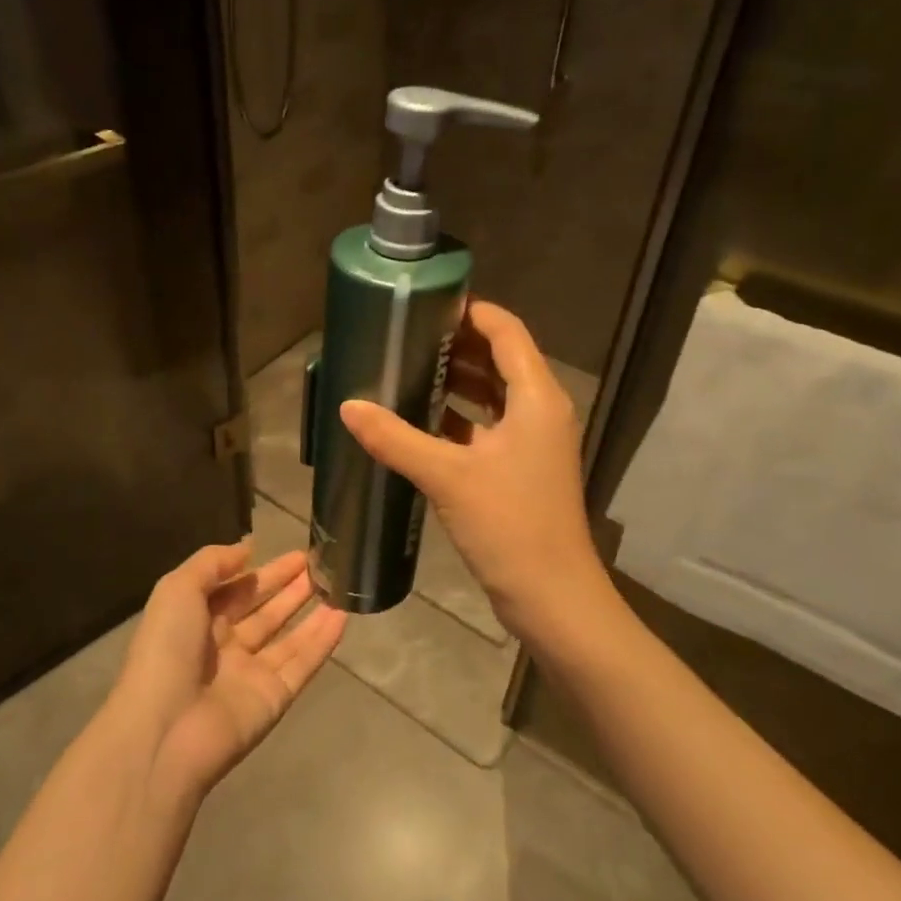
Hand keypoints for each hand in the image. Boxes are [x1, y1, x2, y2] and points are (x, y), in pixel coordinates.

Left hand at [114, 541, 345, 803]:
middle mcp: (225, 647)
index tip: (296, 553)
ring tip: (339, 584)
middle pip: (265, 611)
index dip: (265, 572)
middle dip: (291, 588)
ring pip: (289, 637)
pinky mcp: (275, 698)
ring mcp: (251, 674)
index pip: (237, 590)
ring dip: (312, 611)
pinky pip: (303, 663)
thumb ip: (212, 563)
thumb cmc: (166, 650)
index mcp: (197, 621)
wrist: (166, 730)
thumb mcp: (177, 589)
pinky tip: (344, 616)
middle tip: (322, 564)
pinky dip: (323, 641)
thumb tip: (246, 548)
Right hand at [339, 300, 605, 636]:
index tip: (426, 303)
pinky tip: (419, 421)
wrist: (552, 597)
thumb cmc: (509, 524)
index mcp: (536, 398)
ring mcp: (532, 443)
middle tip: (405, 336)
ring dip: (457, 382)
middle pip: (500, 359)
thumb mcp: (447, 476)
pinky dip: (458, 418)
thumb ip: (395, 438)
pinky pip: (487, 427)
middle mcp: (540, 411)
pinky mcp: (520, 470)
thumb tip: (348, 406)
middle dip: (456, 345)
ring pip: (493, 395)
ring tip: (407, 370)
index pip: (506, 331)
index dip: (471, 311)